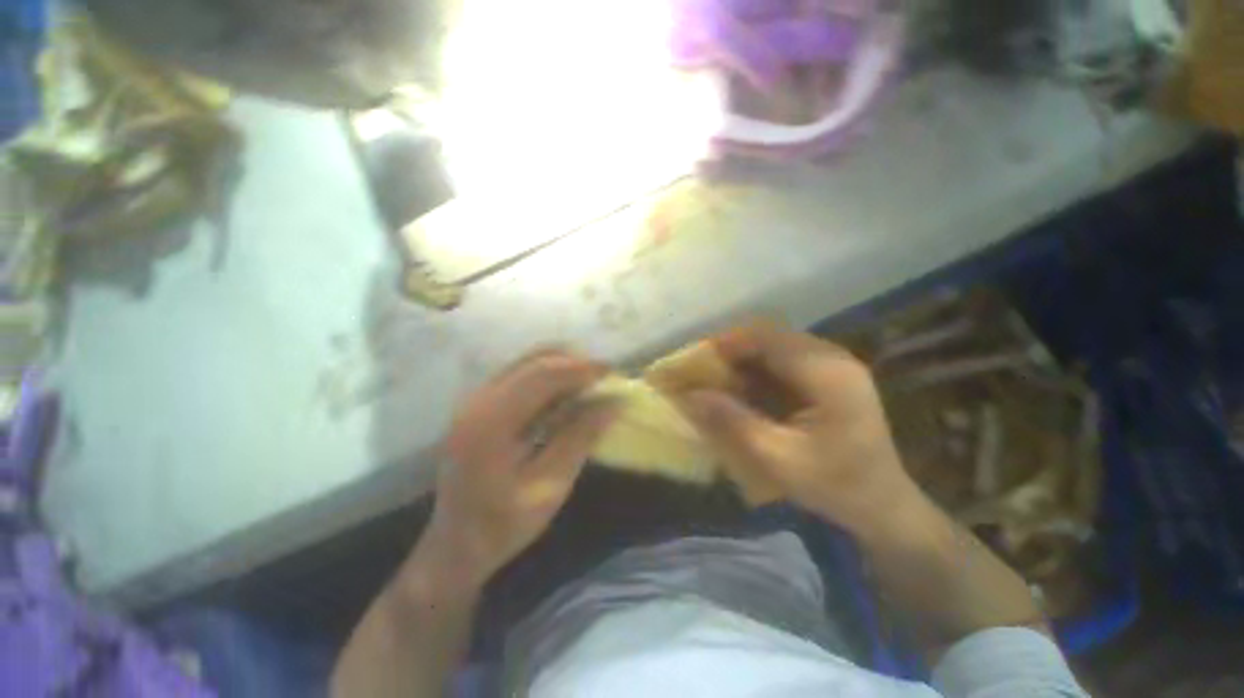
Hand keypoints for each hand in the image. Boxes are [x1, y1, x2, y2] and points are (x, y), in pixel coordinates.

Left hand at [422, 349, 616, 587]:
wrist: (454, 546)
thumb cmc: (503, 526)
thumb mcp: (550, 488)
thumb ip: (580, 439)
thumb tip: (612, 403)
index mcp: (491, 424)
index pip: (543, 375)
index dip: (581, 368)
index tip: (612, 371)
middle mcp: (479, 401)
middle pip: (534, 361)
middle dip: (574, 363)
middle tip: (604, 377)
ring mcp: (476, 400)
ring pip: (526, 363)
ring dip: (562, 367)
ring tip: (590, 383)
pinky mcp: (480, 405)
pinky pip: (520, 375)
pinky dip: (548, 377)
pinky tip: (566, 395)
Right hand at [677, 324, 920, 534]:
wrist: (883, 504)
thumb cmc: (836, 486)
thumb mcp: (778, 459)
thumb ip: (733, 423)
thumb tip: (690, 396)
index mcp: (828, 373)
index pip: (768, 338)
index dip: (727, 344)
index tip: (696, 361)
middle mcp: (832, 358)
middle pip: (770, 337)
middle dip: (731, 352)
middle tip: (703, 373)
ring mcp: (832, 365)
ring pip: (774, 347)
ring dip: (743, 361)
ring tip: (717, 382)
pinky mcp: (827, 375)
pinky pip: (782, 361)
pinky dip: (756, 371)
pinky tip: (743, 391)